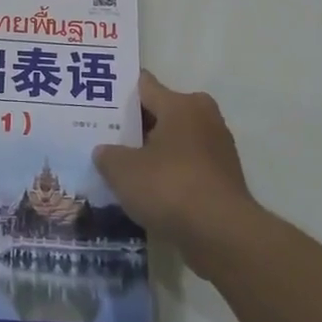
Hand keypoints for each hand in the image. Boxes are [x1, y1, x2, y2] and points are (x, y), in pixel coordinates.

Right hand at [93, 71, 255, 277]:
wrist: (222, 235)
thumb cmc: (170, 187)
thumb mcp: (123, 171)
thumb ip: (107, 155)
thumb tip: (104, 152)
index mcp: (181, 104)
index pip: (144, 85)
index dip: (119, 93)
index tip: (97, 102)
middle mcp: (204, 117)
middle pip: (161, 113)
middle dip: (135, 125)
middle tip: (105, 137)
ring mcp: (218, 149)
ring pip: (175, 142)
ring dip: (153, 152)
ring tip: (122, 167)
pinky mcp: (224, 179)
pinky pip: (187, 167)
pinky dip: (170, 175)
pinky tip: (147, 191)